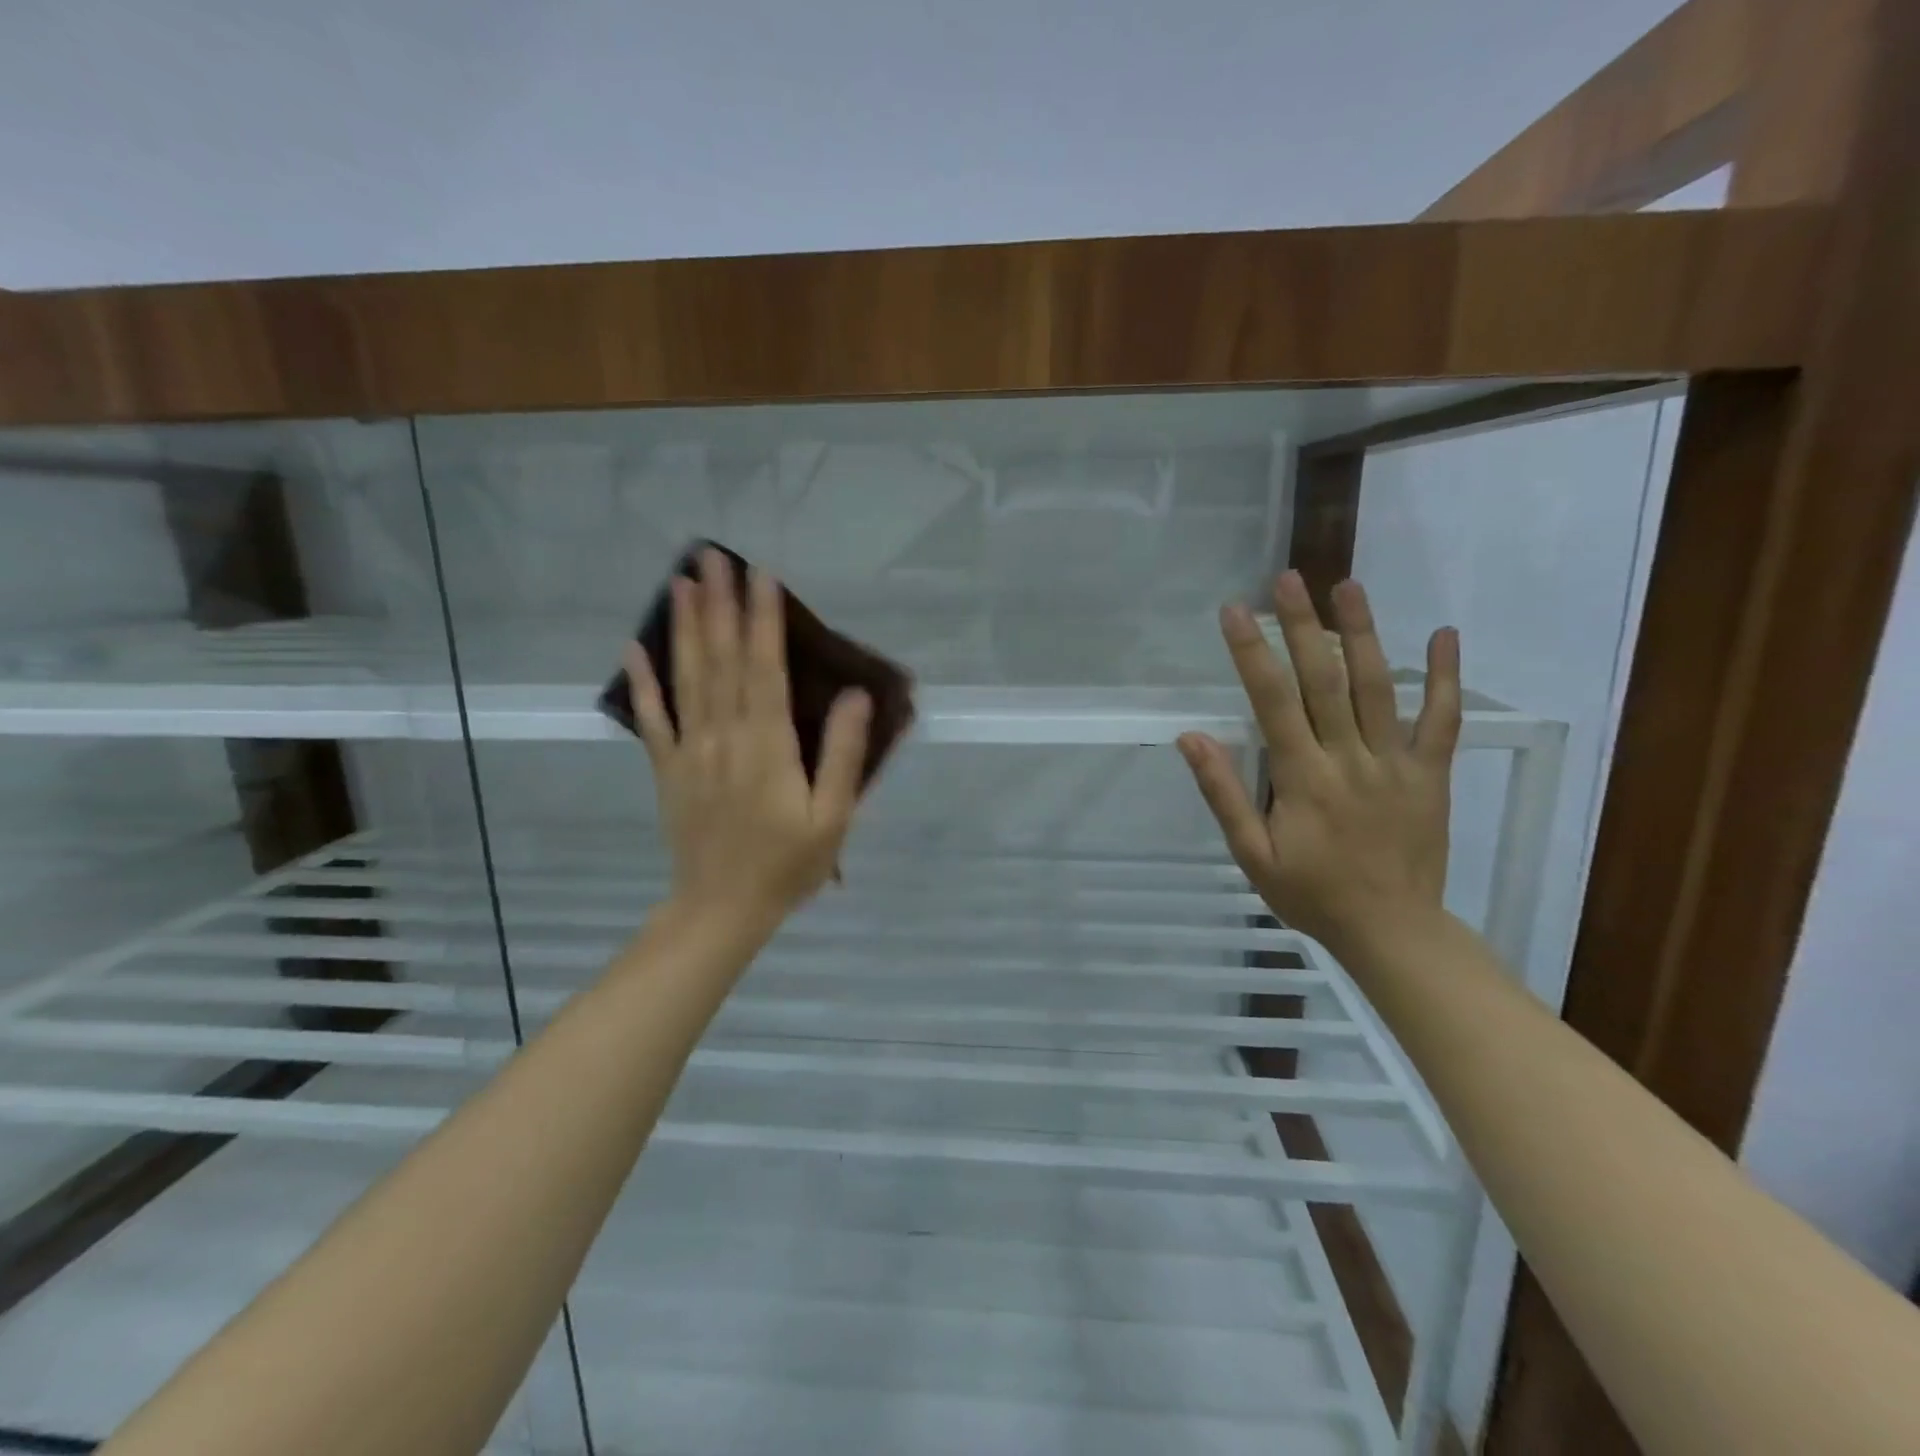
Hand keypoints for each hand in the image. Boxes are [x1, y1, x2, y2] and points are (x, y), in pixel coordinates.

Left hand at [624, 549, 871, 931]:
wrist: (720, 910)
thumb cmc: (786, 866)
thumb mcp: (832, 818)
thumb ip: (843, 756)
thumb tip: (856, 697)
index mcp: (767, 746)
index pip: (765, 668)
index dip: (764, 619)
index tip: (761, 574)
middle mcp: (724, 736)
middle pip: (722, 660)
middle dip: (721, 605)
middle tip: (713, 556)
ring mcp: (690, 751)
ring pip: (687, 677)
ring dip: (686, 628)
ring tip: (681, 582)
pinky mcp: (668, 769)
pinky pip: (652, 719)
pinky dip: (642, 681)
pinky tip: (634, 647)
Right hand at [1177, 571, 1460, 954]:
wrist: (1392, 930)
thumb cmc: (1311, 894)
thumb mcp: (1252, 855)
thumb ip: (1225, 794)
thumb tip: (1192, 738)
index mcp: (1303, 778)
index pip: (1272, 702)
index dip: (1251, 653)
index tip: (1234, 612)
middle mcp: (1349, 759)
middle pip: (1324, 681)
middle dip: (1301, 626)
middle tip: (1288, 579)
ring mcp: (1396, 763)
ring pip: (1379, 688)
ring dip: (1363, 634)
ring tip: (1348, 587)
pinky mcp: (1431, 773)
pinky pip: (1444, 721)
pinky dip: (1446, 678)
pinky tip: (1444, 636)